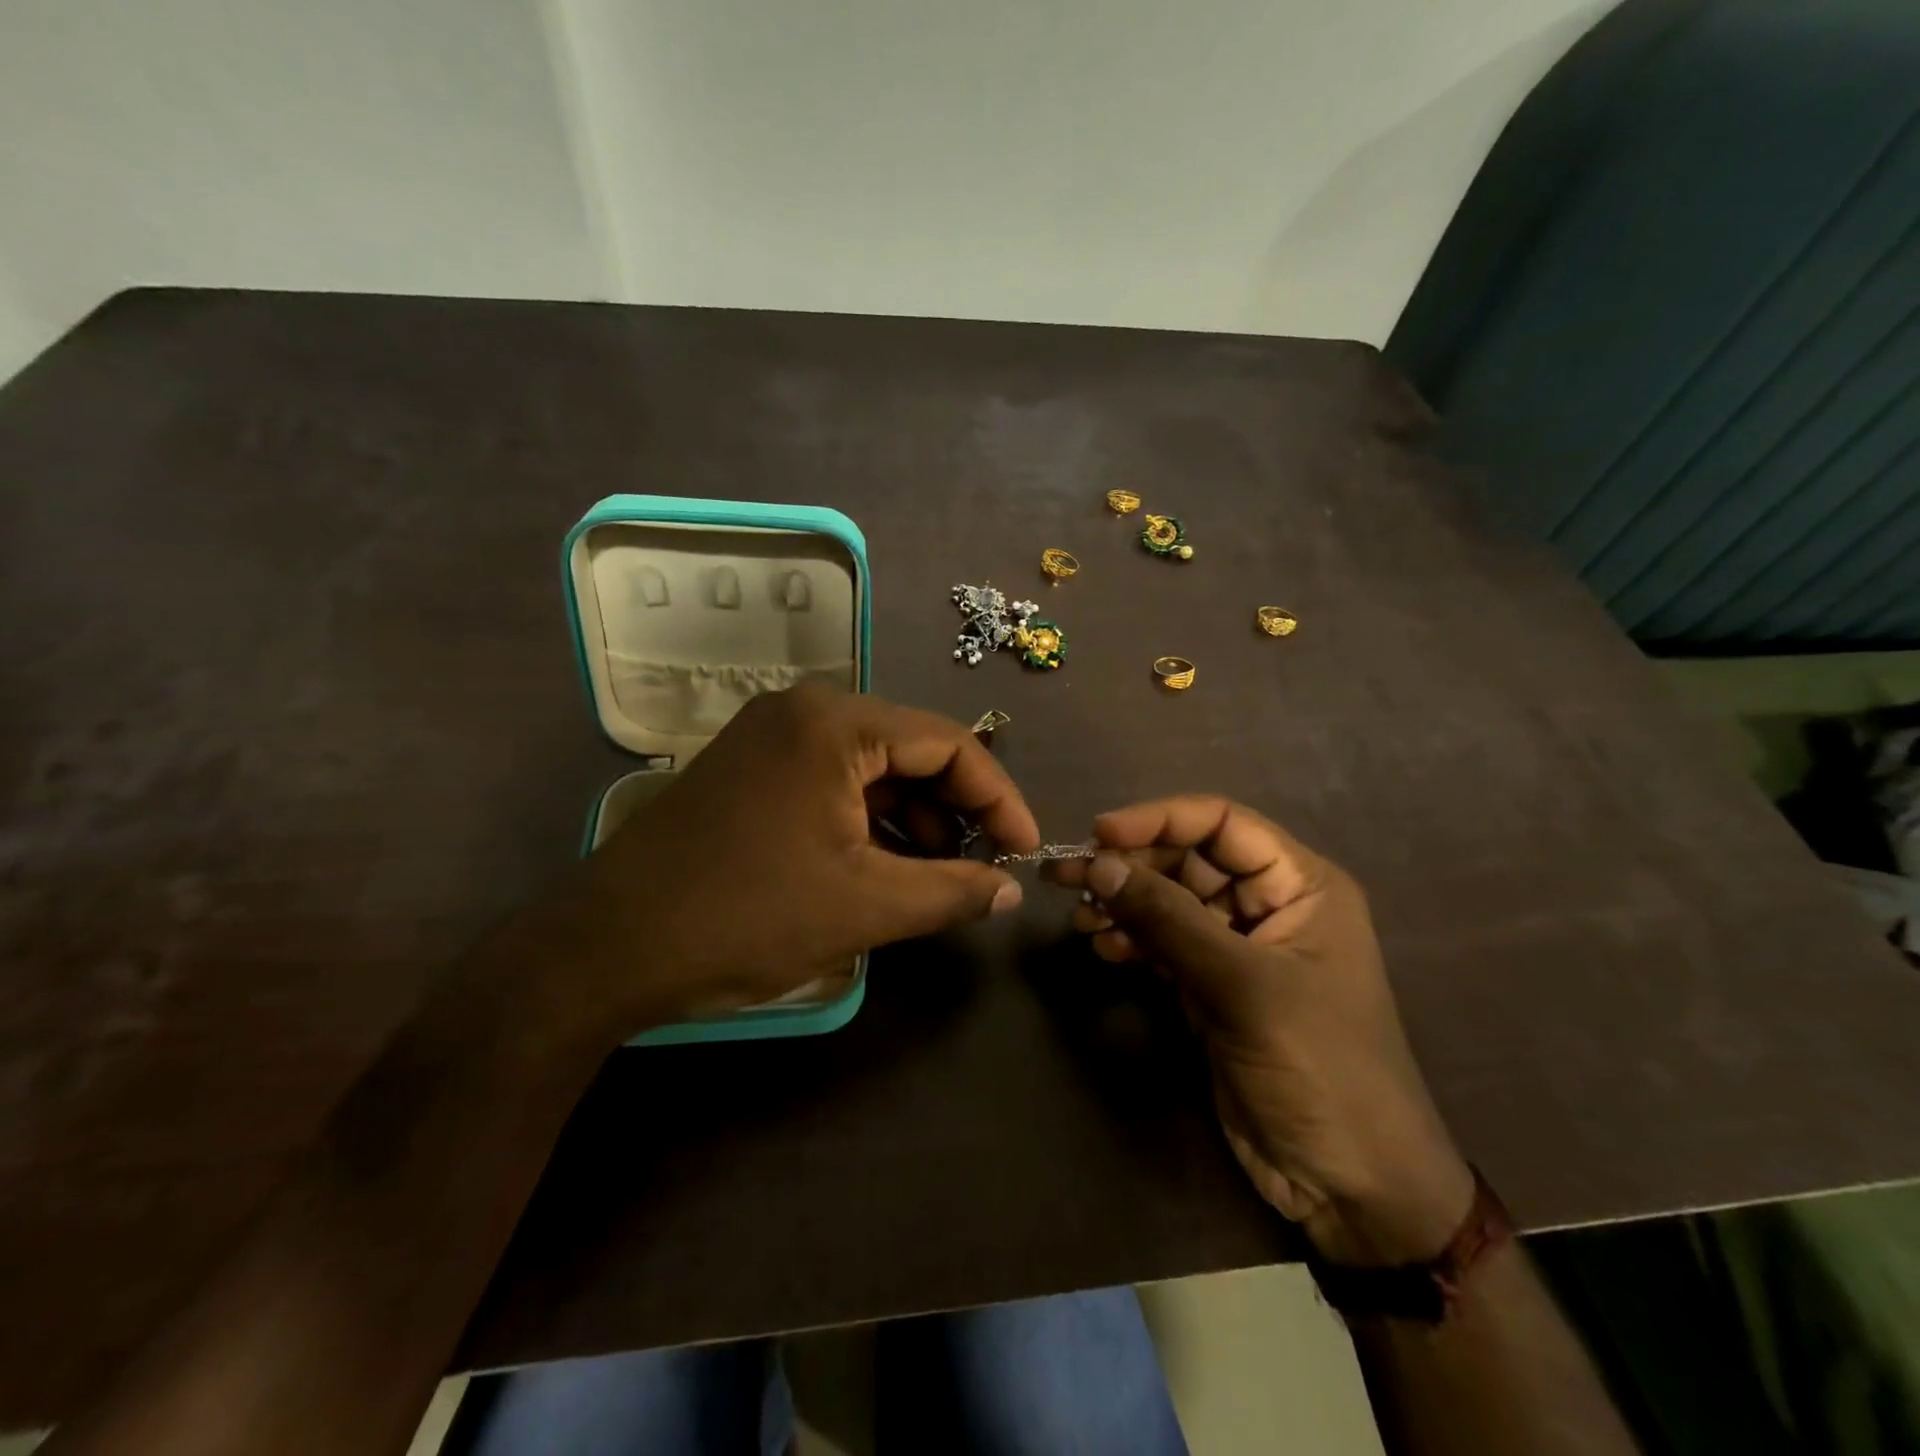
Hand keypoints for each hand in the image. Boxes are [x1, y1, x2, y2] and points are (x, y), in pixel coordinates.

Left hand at [539, 685, 1038, 1044]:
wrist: (608, 948)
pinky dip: (869, 818)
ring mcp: (771, 735)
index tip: (1026, 850)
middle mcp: (804, 710)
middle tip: (984, 863)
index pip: (947, 743)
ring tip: (938, 873)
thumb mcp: (865, 907)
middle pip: (911, 748)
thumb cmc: (747, 916)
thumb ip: (951, 892)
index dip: (998, 796)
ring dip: (913, 816)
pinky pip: (834, 780)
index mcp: (836, 723)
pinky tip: (885, 863)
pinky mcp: (752, 767)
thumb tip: (1010, 892)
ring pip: (873, 766)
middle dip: (956, 807)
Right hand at [1049, 796, 1472, 1266]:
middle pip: (1187, 859)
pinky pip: (1162, 942)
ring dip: (1122, 902)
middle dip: (1129, 864)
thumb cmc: (1321, 1068)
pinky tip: (1103, 947)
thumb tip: (1098, 863)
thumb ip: (1169, 919)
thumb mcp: (1244, 986)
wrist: (1350, 1184)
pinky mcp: (1212, 985)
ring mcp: (1238, 947)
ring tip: (1079, 916)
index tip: (1099, 834)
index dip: (1159, 819)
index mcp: (1300, 884)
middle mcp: (1269, 904)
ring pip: (1168, 901)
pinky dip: (1131, 939)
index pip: (1222, 823)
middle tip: (1066, 873)